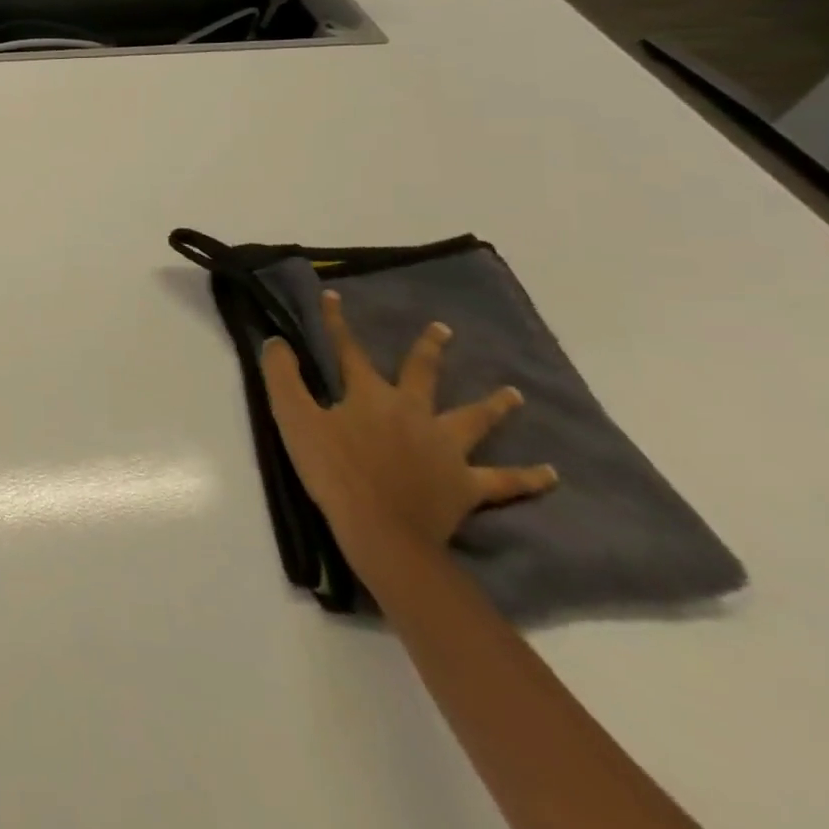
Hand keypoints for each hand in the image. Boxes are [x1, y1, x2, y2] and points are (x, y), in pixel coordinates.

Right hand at [261, 289, 556, 568]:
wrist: (382, 531)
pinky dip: (528, 477)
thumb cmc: (333, 471)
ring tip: (514, 393)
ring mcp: (445, 448)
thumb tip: (277, 341)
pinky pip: (503, 480)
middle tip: (444, 329)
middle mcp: (412, 411)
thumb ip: (283, 377)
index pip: (349, 350)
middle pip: (422, 373)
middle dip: (429, 349)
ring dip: (494, 405)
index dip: (338, 322)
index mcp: (369, 395)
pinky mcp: (465, 485)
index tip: (334, 296)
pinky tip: (552, 474)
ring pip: (474, 420)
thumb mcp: (293, 418)